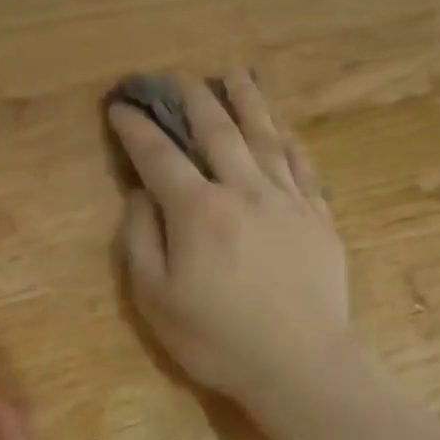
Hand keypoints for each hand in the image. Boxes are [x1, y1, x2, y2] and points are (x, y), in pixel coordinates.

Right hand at [108, 70, 351, 408]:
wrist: (300, 364)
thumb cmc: (218, 340)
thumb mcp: (156, 300)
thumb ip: (140, 241)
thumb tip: (140, 195)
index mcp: (198, 209)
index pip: (159, 155)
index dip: (136, 128)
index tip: (121, 107)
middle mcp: (244, 190)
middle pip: (216, 130)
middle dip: (192, 98)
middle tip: (177, 77)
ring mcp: (288, 199)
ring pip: (264, 136)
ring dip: (247, 101)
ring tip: (236, 74)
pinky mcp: (318, 216)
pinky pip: (302, 165)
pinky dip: (287, 141)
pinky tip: (282, 130)